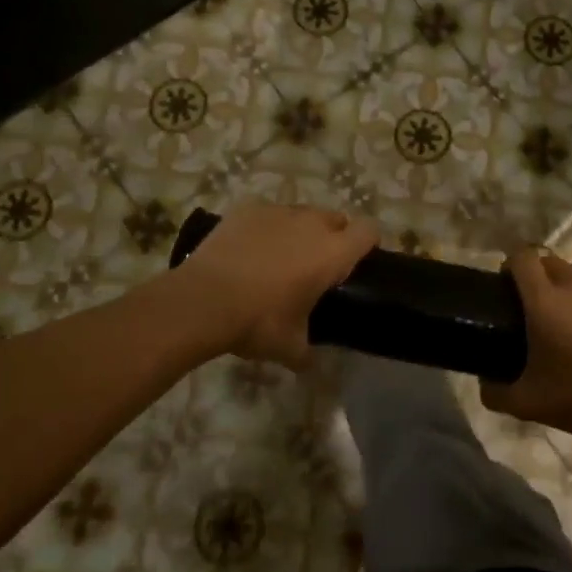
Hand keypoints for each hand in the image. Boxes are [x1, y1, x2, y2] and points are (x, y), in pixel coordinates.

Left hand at [173, 203, 377, 368]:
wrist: (202, 301)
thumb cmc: (257, 322)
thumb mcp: (289, 347)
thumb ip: (307, 352)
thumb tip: (309, 362)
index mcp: (333, 253)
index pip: (369, 230)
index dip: (367, 243)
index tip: (356, 262)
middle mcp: (311, 224)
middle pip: (336, 218)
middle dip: (332, 236)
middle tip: (315, 266)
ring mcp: (277, 211)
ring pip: (301, 214)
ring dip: (299, 231)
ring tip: (278, 258)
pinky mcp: (247, 209)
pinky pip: (267, 214)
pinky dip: (265, 228)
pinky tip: (247, 251)